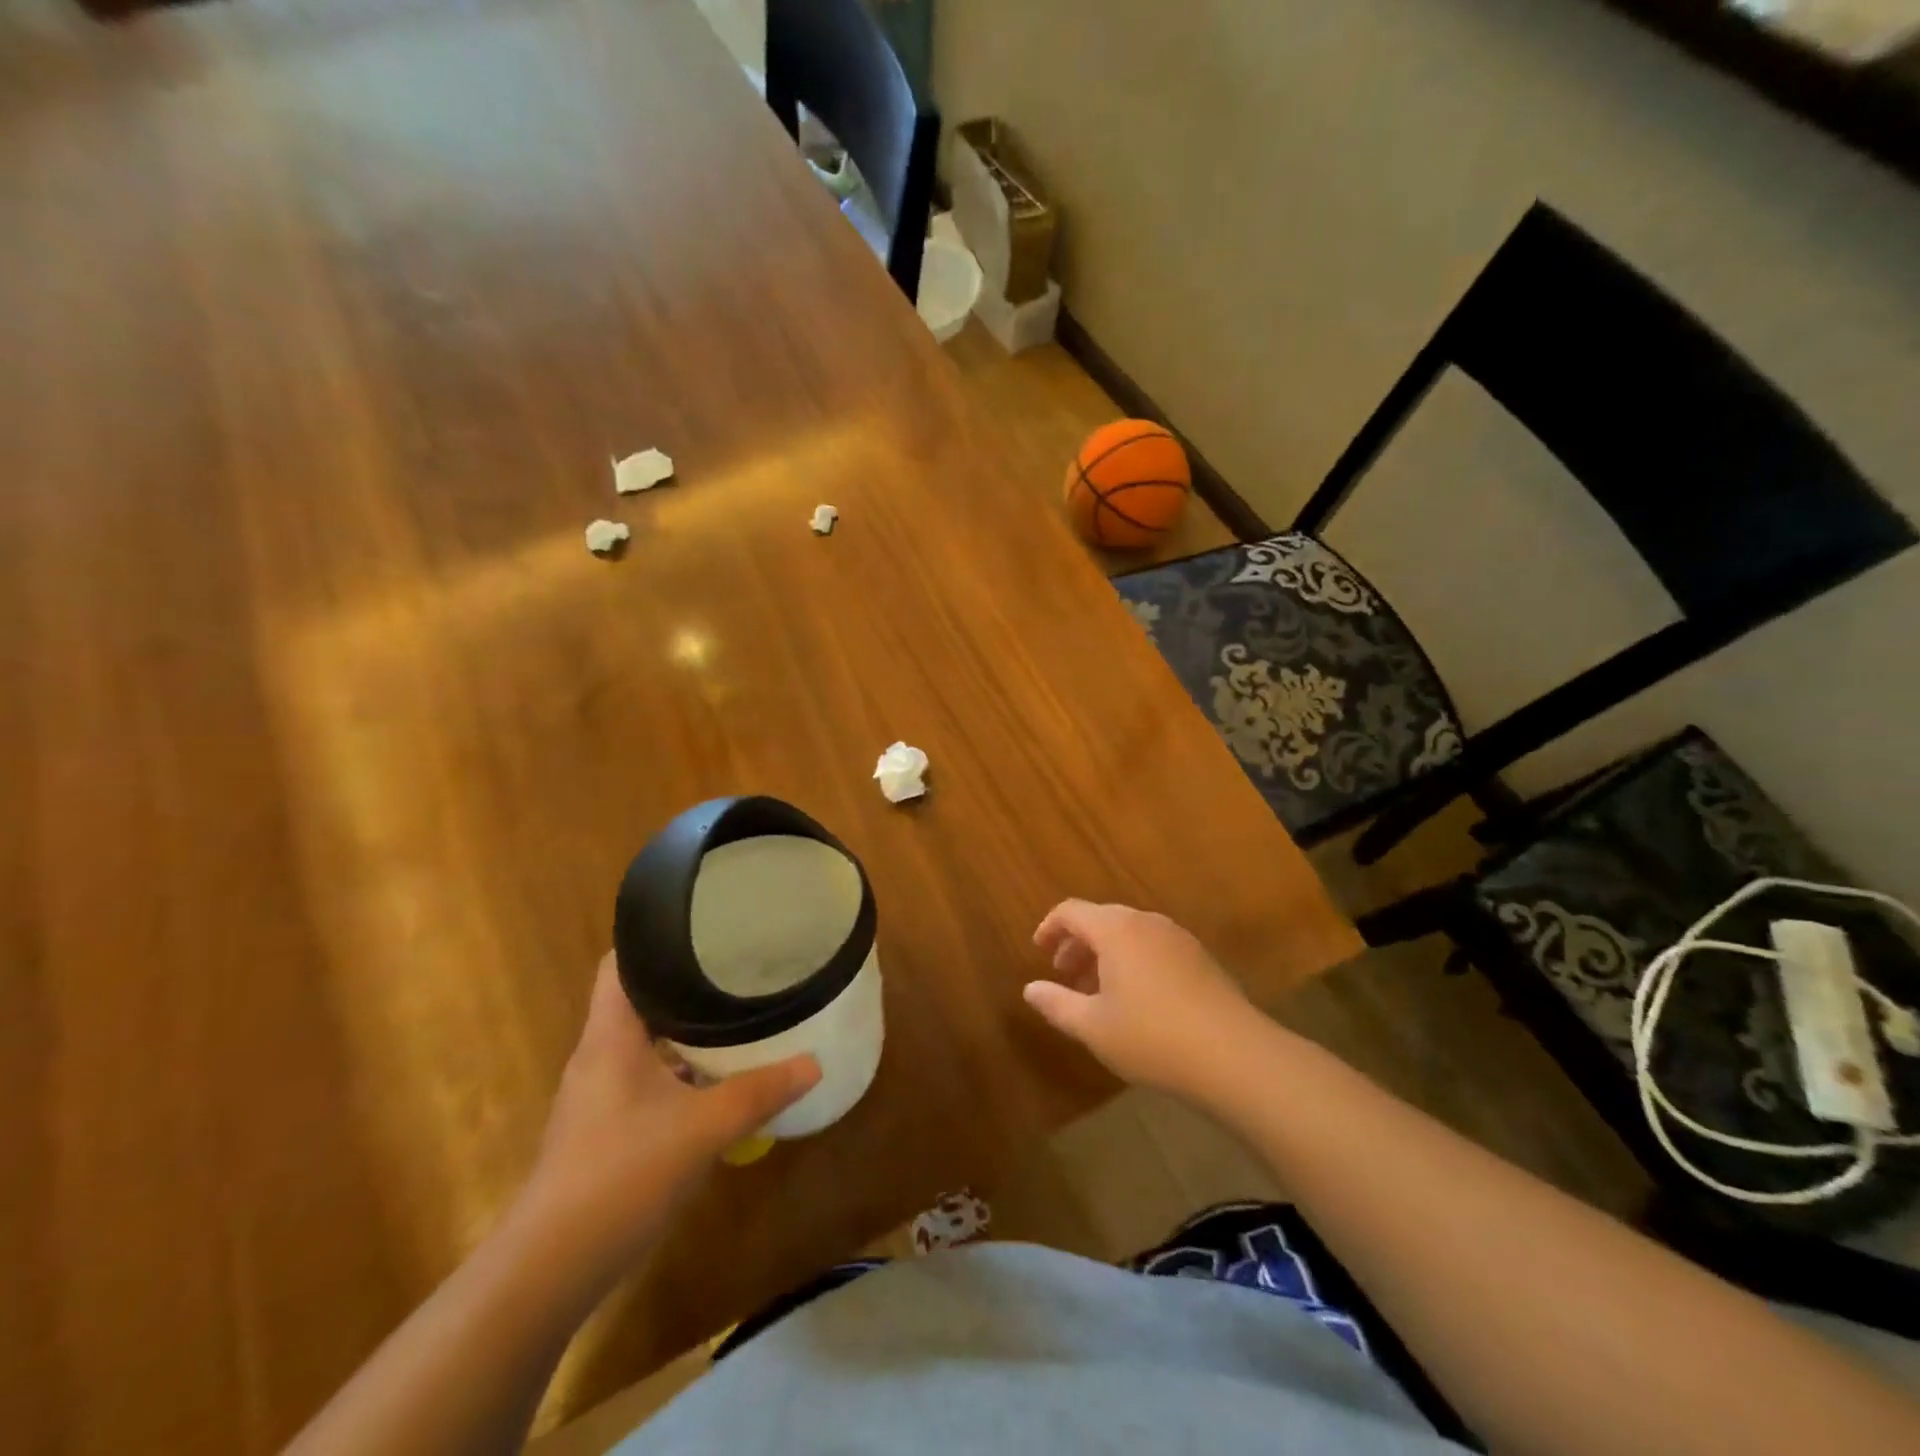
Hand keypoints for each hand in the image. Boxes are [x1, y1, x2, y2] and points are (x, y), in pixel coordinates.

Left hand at [517, 952, 819, 1271]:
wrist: (550, 1269)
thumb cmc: (622, 1174)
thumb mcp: (704, 1128)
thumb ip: (760, 1092)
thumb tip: (813, 1063)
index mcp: (610, 1037)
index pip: (620, 964)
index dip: (653, 939)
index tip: (701, 927)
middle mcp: (597, 1057)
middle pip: (637, 1001)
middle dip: (683, 984)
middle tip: (734, 967)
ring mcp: (596, 1097)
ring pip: (643, 1045)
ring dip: (682, 1032)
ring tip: (732, 1016)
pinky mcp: (601, 1131)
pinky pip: (643, 1081)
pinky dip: (677, 1072)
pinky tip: (713, 1084)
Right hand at [1025, 900, 1263, 1099]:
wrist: (1236, 1056)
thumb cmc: (1152, 1037)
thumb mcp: (1093, 1026)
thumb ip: (1057, 1004)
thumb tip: (1030, 989)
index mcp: (1116, 929)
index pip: (1072, 911)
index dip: (1050, 927)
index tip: (1039, 951)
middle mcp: (1147, 922)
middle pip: (1102, 919)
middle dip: (1078, 943)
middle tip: (1064, 974)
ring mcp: (1178, 938)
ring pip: (1130, 934)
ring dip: (1106, 954)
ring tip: (1097, 992)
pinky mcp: (1201, 959)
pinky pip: (1154, 947)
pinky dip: (1133, 962)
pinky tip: (1136, 1000)